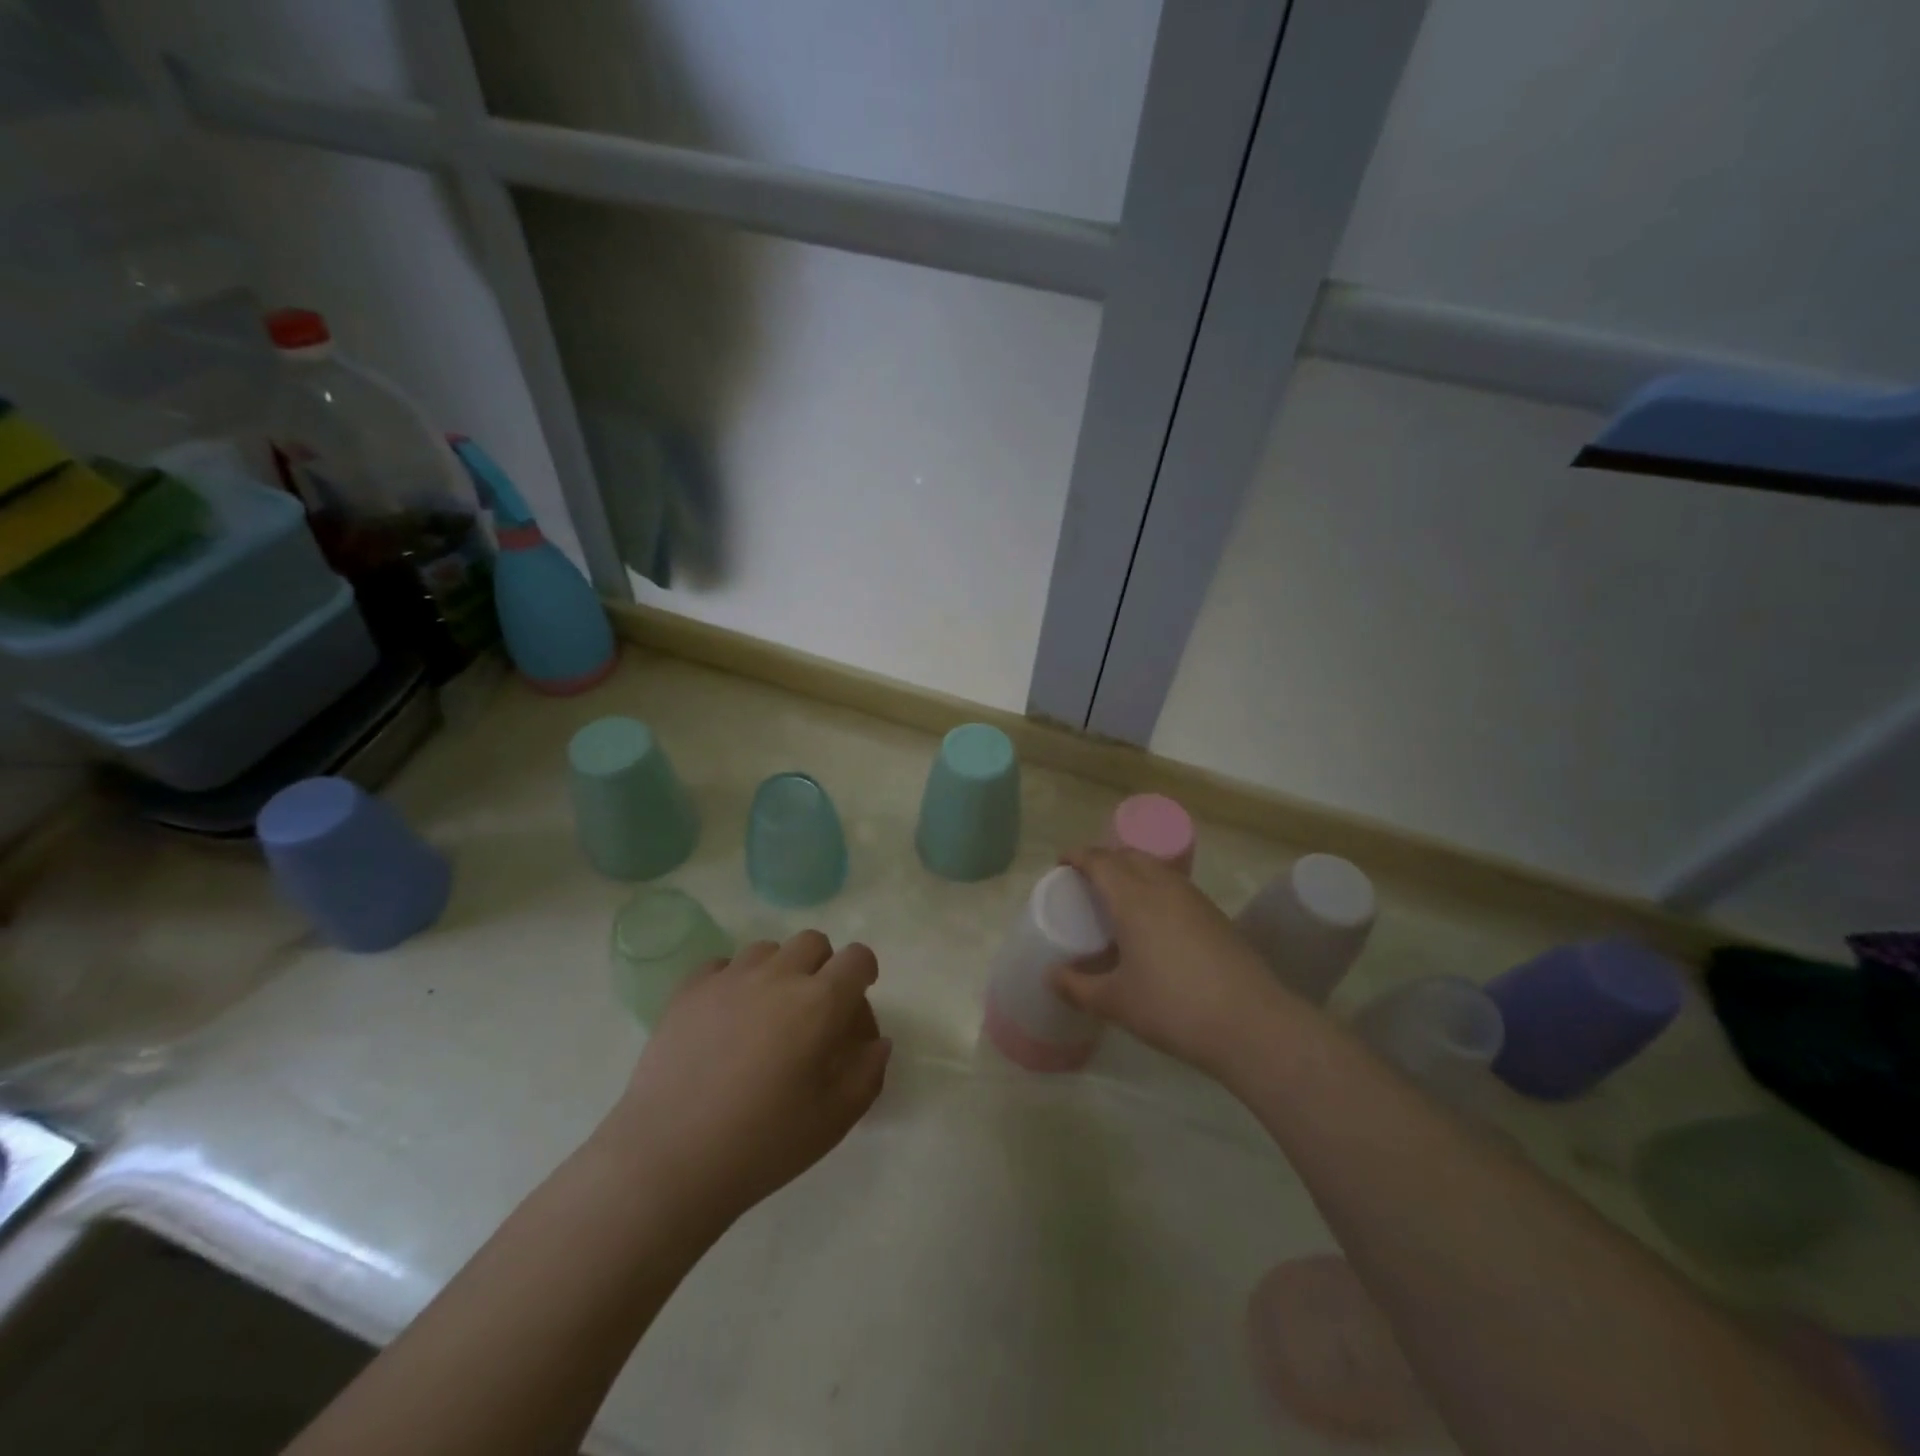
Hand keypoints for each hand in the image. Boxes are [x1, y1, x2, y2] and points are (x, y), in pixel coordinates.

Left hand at [602, 931, 891, 1230]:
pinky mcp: (689, 990)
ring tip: (766, 1014)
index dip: (864, 973)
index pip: (857, 958)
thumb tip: (877, 1042)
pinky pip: (722, 965)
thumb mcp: (834, 1119)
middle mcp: (778, 976)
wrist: (669, 1159)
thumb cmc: (763, 1144)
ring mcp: (729, 978)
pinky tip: (726, 1018)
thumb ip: (868, 1073)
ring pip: (767, 949)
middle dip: (822, 967)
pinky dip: (733, 981)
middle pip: (813, 942)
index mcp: (820, 1003)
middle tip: (812, 1011)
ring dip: (778, 971)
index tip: (855, 1002)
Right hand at [1052, 846, 1289, 1076]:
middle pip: (1130, 855)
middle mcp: (1164, 887)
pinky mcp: (1216, 916)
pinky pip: (1176, 887)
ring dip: (1133, 871)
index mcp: (1133, 897)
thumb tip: (1052, 976)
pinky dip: (1156, 889)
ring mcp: (1195, 899)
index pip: (1100, 860)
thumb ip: (1077, 987)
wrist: (1251, 1024)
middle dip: (1105, 859)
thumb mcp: (1116, 1002)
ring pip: (1157, 869)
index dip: (1077, 856)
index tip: (1061, 863)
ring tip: (1119, 898)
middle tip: (1087, 880)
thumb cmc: (1173, 1007)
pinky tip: (1154, 922)